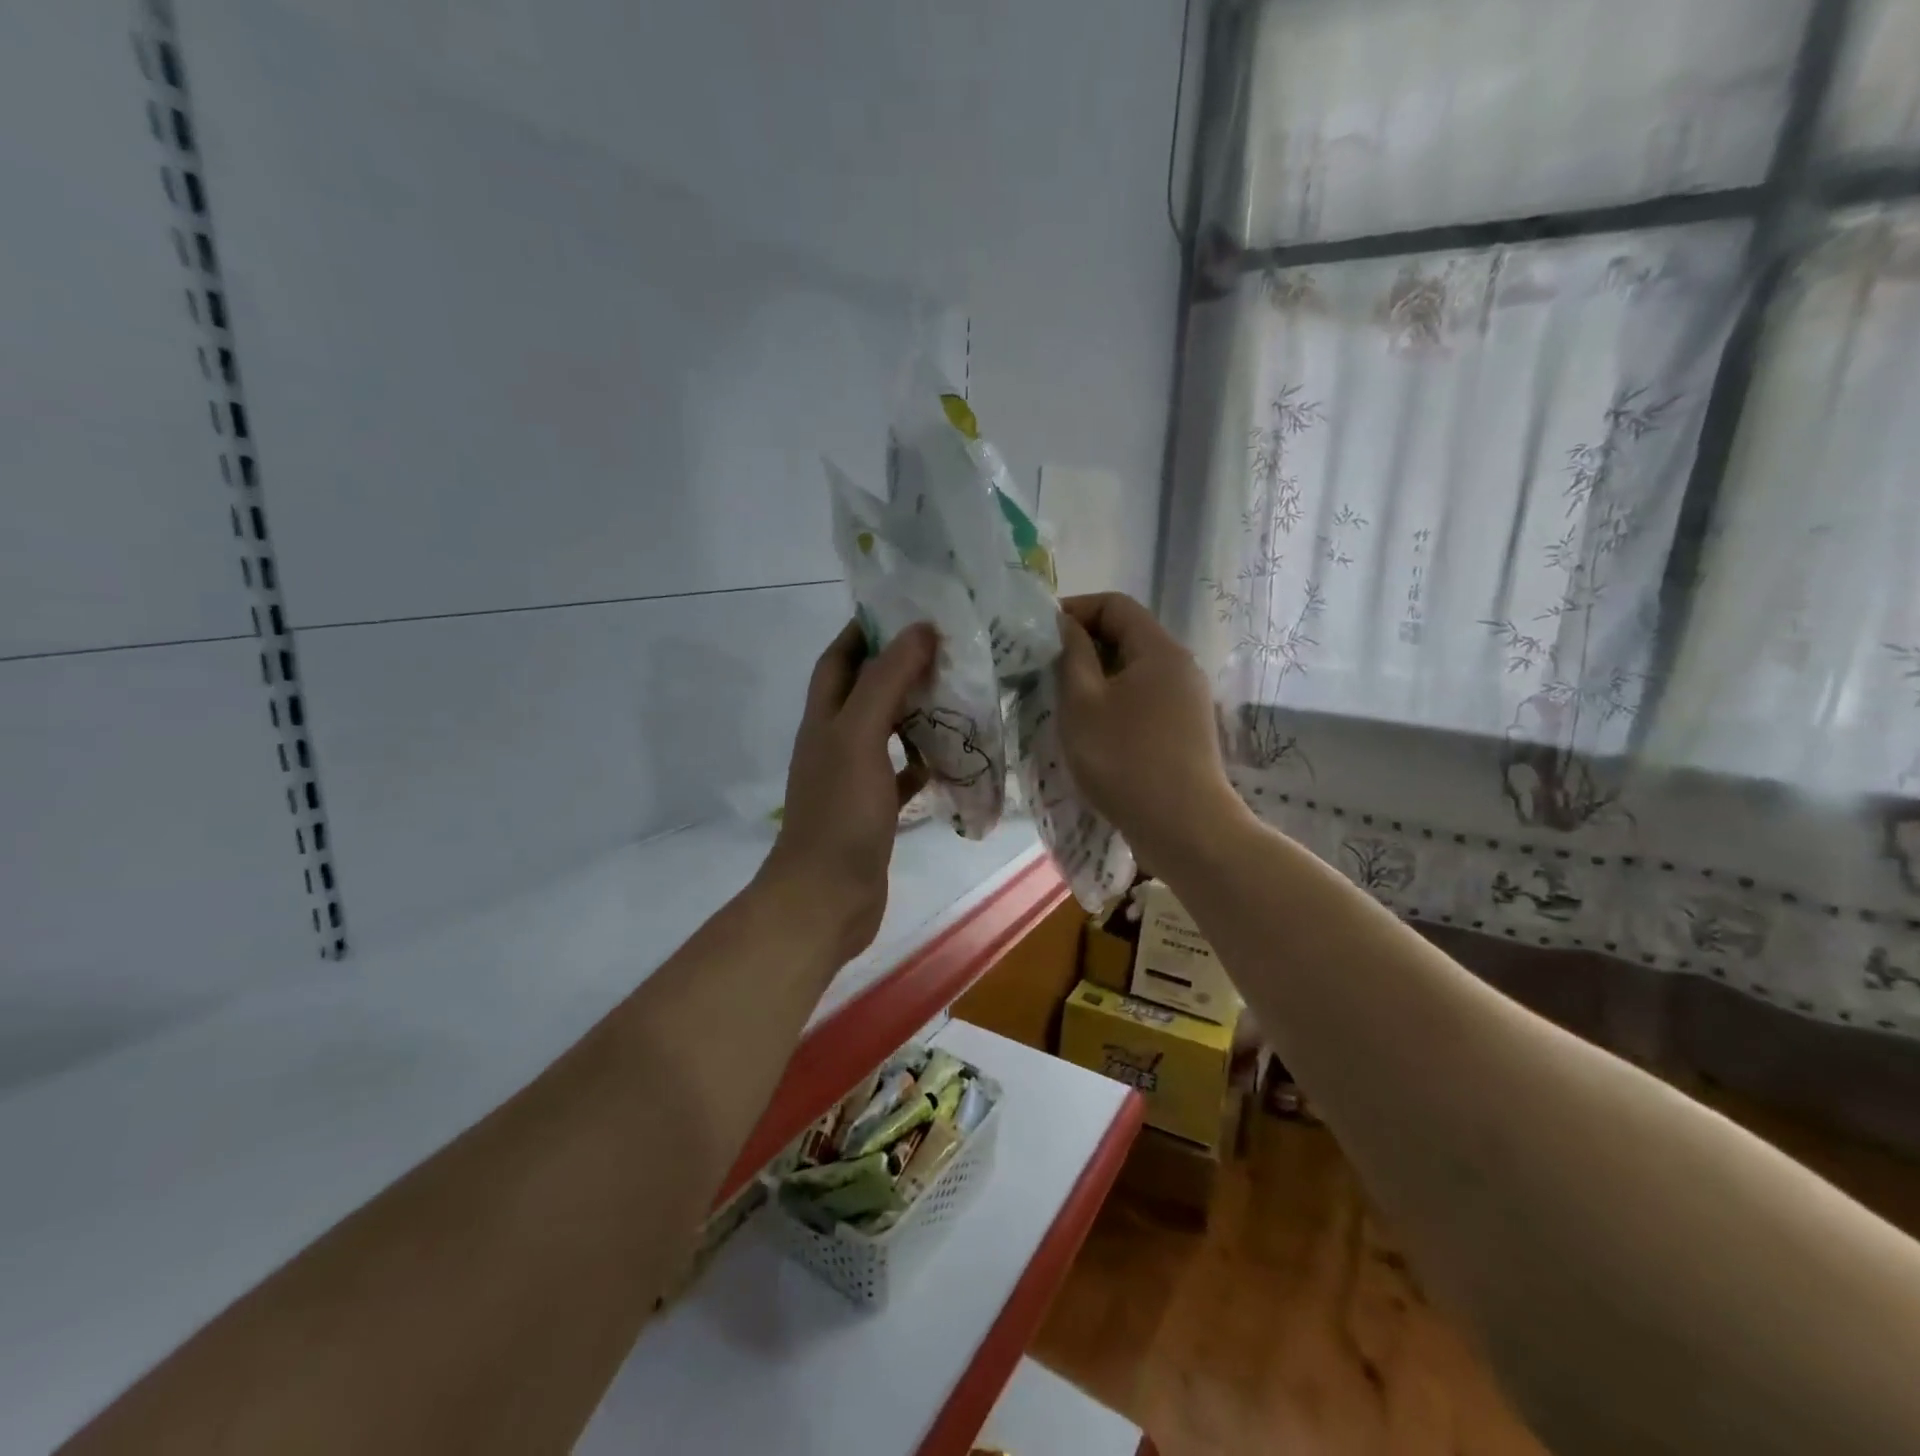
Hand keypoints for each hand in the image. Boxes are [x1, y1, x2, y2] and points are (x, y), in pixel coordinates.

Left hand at [761, 620, 934, 965]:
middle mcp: (835, 741)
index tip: (909, 610)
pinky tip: (951, 755)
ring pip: (887, 731)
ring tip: (959, 693)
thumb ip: (886, 681)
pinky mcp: (875, 810)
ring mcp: (854, 778)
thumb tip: (920, 629)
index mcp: (824, 718)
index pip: (839, 658)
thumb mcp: (859, 736)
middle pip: (866, 691)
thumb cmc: (841, 812)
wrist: (827, 897)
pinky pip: (902, 774)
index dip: (866, 630)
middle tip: (950, 650)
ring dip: (916, 712)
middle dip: (900, 667)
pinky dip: (923, 761)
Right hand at [1055, 593, 1245, 864]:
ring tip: (1061, 703)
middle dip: (1082, 646)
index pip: (1115, 604)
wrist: (1184, 828)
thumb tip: (1066, 625)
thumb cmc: (1124, 759)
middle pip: (1127, 636)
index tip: (1040, 634)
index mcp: (1159, 650)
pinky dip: (1114, 703)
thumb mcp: (1082, 703)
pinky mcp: (1185, 731)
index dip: (1074, 609)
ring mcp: (1187, 701)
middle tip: (1043, 671)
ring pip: (1133, 672)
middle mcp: (1180, 667)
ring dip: (1095, 679)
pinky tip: (1091, 731)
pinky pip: (1143, 700)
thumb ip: (1072, 655)